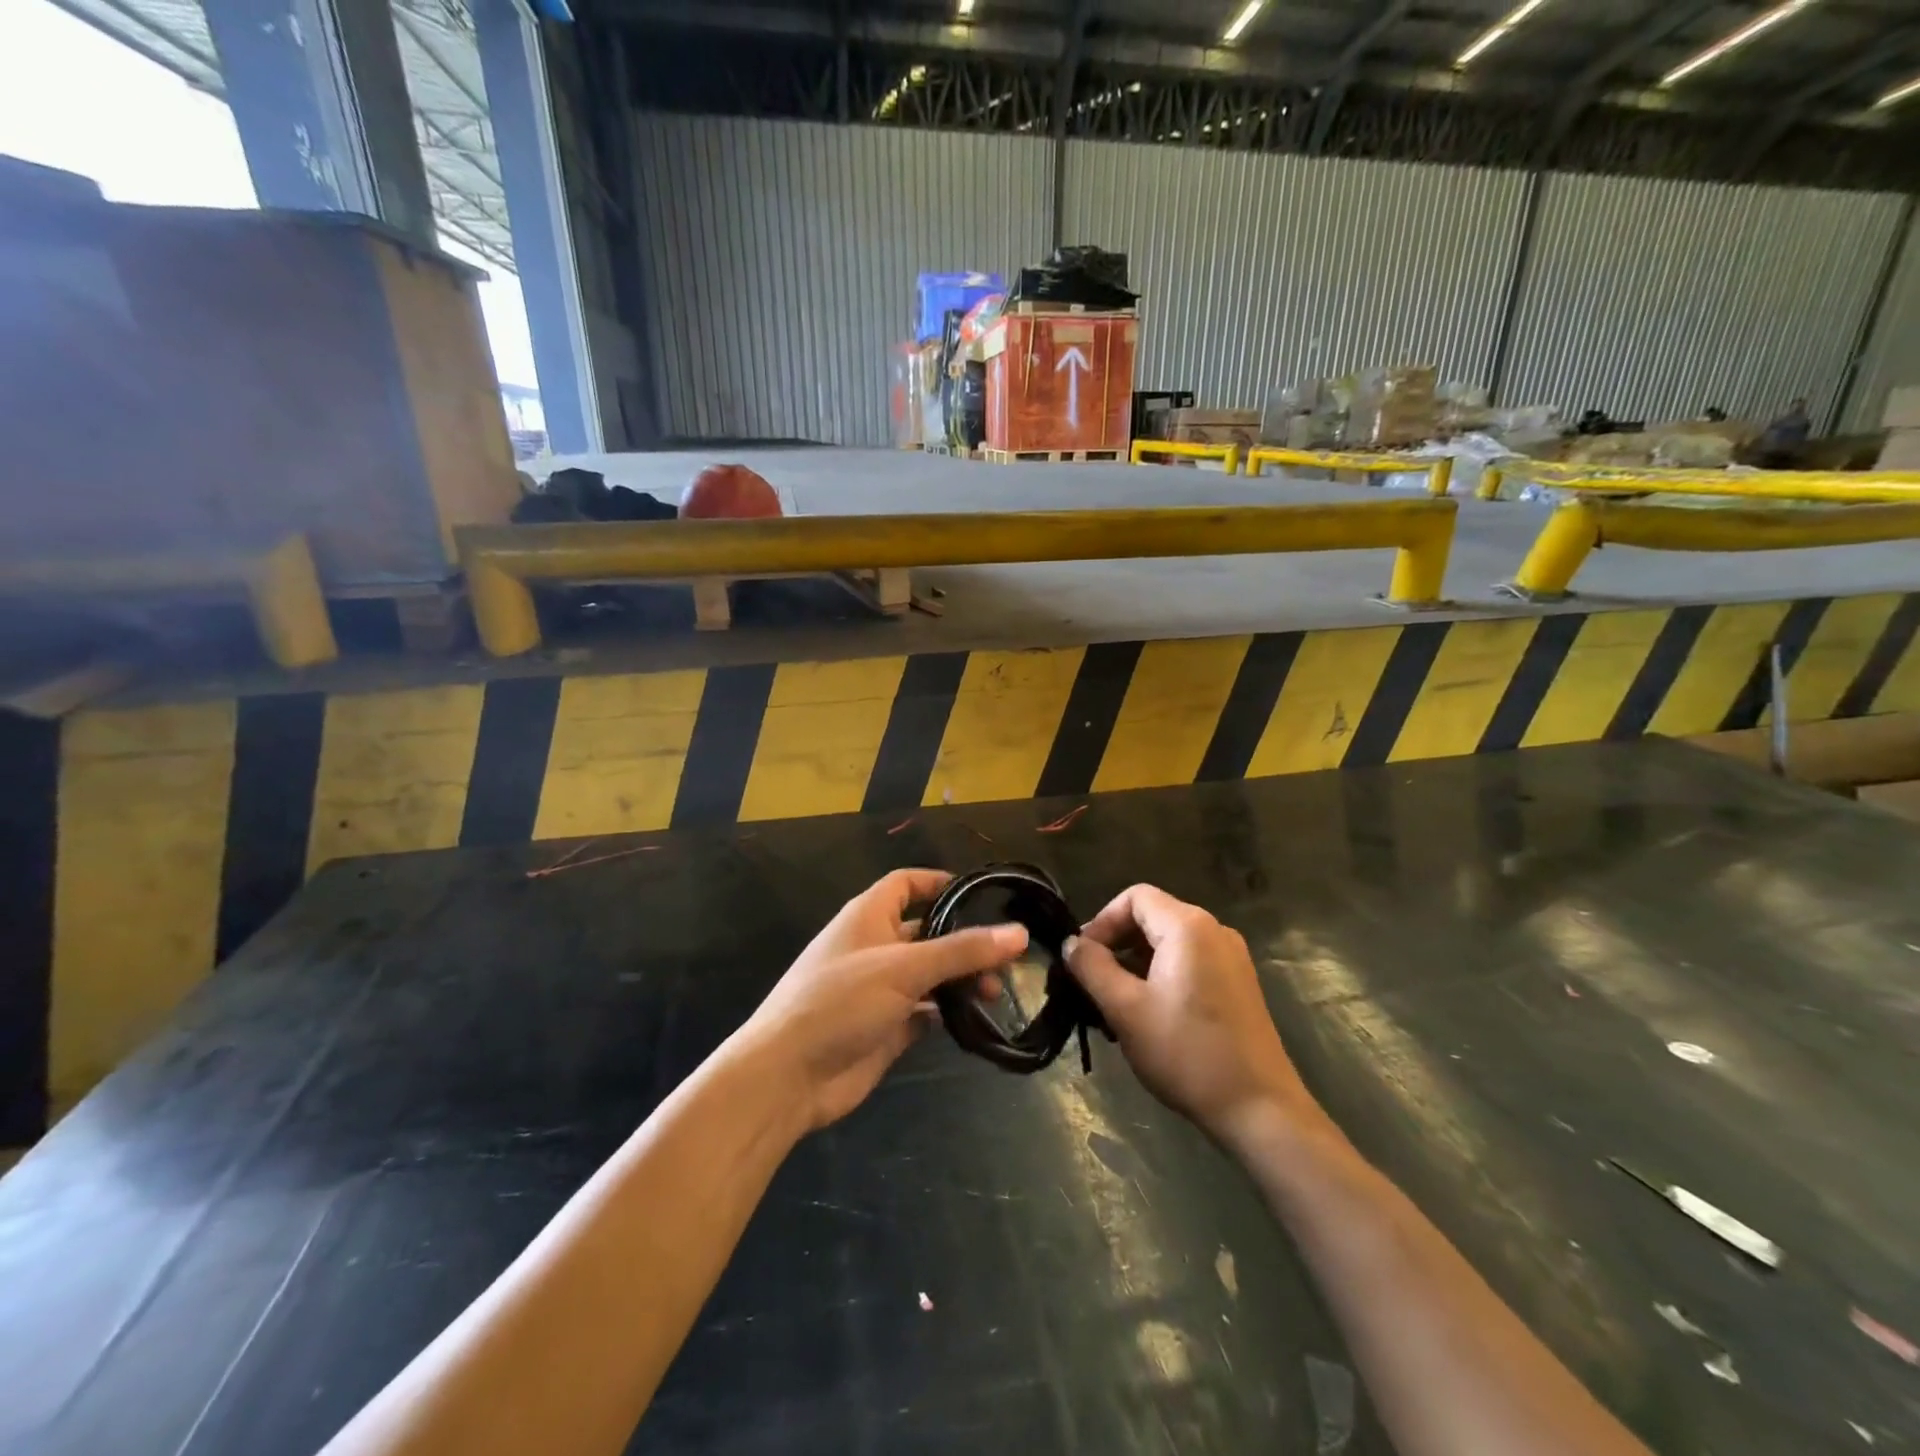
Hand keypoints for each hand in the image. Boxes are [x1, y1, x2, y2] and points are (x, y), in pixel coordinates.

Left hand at [738, 869, 1027, 1132]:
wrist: (788, 1077)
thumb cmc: (840, 1002)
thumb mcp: (904, 968)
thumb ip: (962, 951)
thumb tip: (1020, 933)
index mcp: (868, 916)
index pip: (907, 884)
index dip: (940, 883)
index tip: (982, 894)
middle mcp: (874, 947)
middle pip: (927, 932)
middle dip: (964, 941)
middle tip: (1005, 959)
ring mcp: (879, 990)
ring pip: (930, 975)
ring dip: (961, 980)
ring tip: (995, 994)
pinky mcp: (885, 1028)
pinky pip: (925, 1012)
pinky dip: (947, 1014)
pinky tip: (975, 1022)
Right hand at [1064, 884, 1314, 1144]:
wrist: (1260, 1110)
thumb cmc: (1187, 1053)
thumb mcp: (1125, 1010)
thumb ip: (1092, 968)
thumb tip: (1071, 943)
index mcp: (1189, 927)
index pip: (1134, 897)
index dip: (1101, 921)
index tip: (1083, 958)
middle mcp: (1214, 931)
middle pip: (1152, 918)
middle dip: (1116, 945)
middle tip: (1092, 984)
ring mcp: (1231, 958)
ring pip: (1169, 944)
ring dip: (1135, 965)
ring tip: (1115, 1006)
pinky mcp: (1238, 985)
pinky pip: (1189, 963)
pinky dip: (1161, 977)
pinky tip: (1148, 1016)